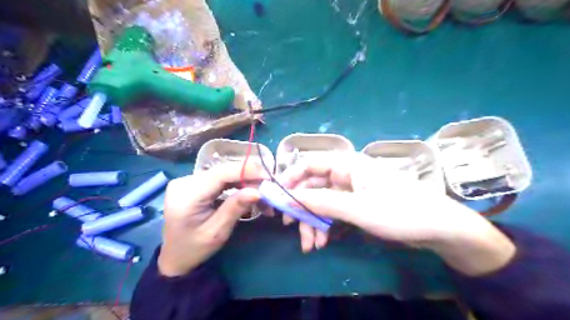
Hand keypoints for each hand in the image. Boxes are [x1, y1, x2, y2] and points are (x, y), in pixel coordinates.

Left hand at [157, 162, 269, 276]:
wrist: (175, 258)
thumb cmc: (194, 249)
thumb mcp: (217, 232)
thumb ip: (235, 208)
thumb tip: (258, 191)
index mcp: (186, 195)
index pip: (220, 174)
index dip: (246, 171)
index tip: (267, 175)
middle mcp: (185, 182)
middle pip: (223, 172)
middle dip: (249, 177)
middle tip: (269, 188)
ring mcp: (188, 181)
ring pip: (224, 174)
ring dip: (245, 181)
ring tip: (261, 193)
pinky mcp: (194, 183)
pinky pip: (220, 179)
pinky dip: (237, 184)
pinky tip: (248, 192)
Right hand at [280, 152, 516, 274]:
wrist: (440, 229)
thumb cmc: (400, 212)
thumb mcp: (357, 208)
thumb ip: (321, 202)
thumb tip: (287, 198)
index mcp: (347, 164)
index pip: (310, 164)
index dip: (290, 178)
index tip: (276, 197)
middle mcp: (346, 174)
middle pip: (313, 187)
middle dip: (302, 209)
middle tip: (291, 228)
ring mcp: (351, 191)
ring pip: (322, 202)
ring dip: (313, 223)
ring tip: (311, 246)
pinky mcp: (356, 205)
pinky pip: (333, 212)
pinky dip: (325, 227)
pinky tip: (322, 242)